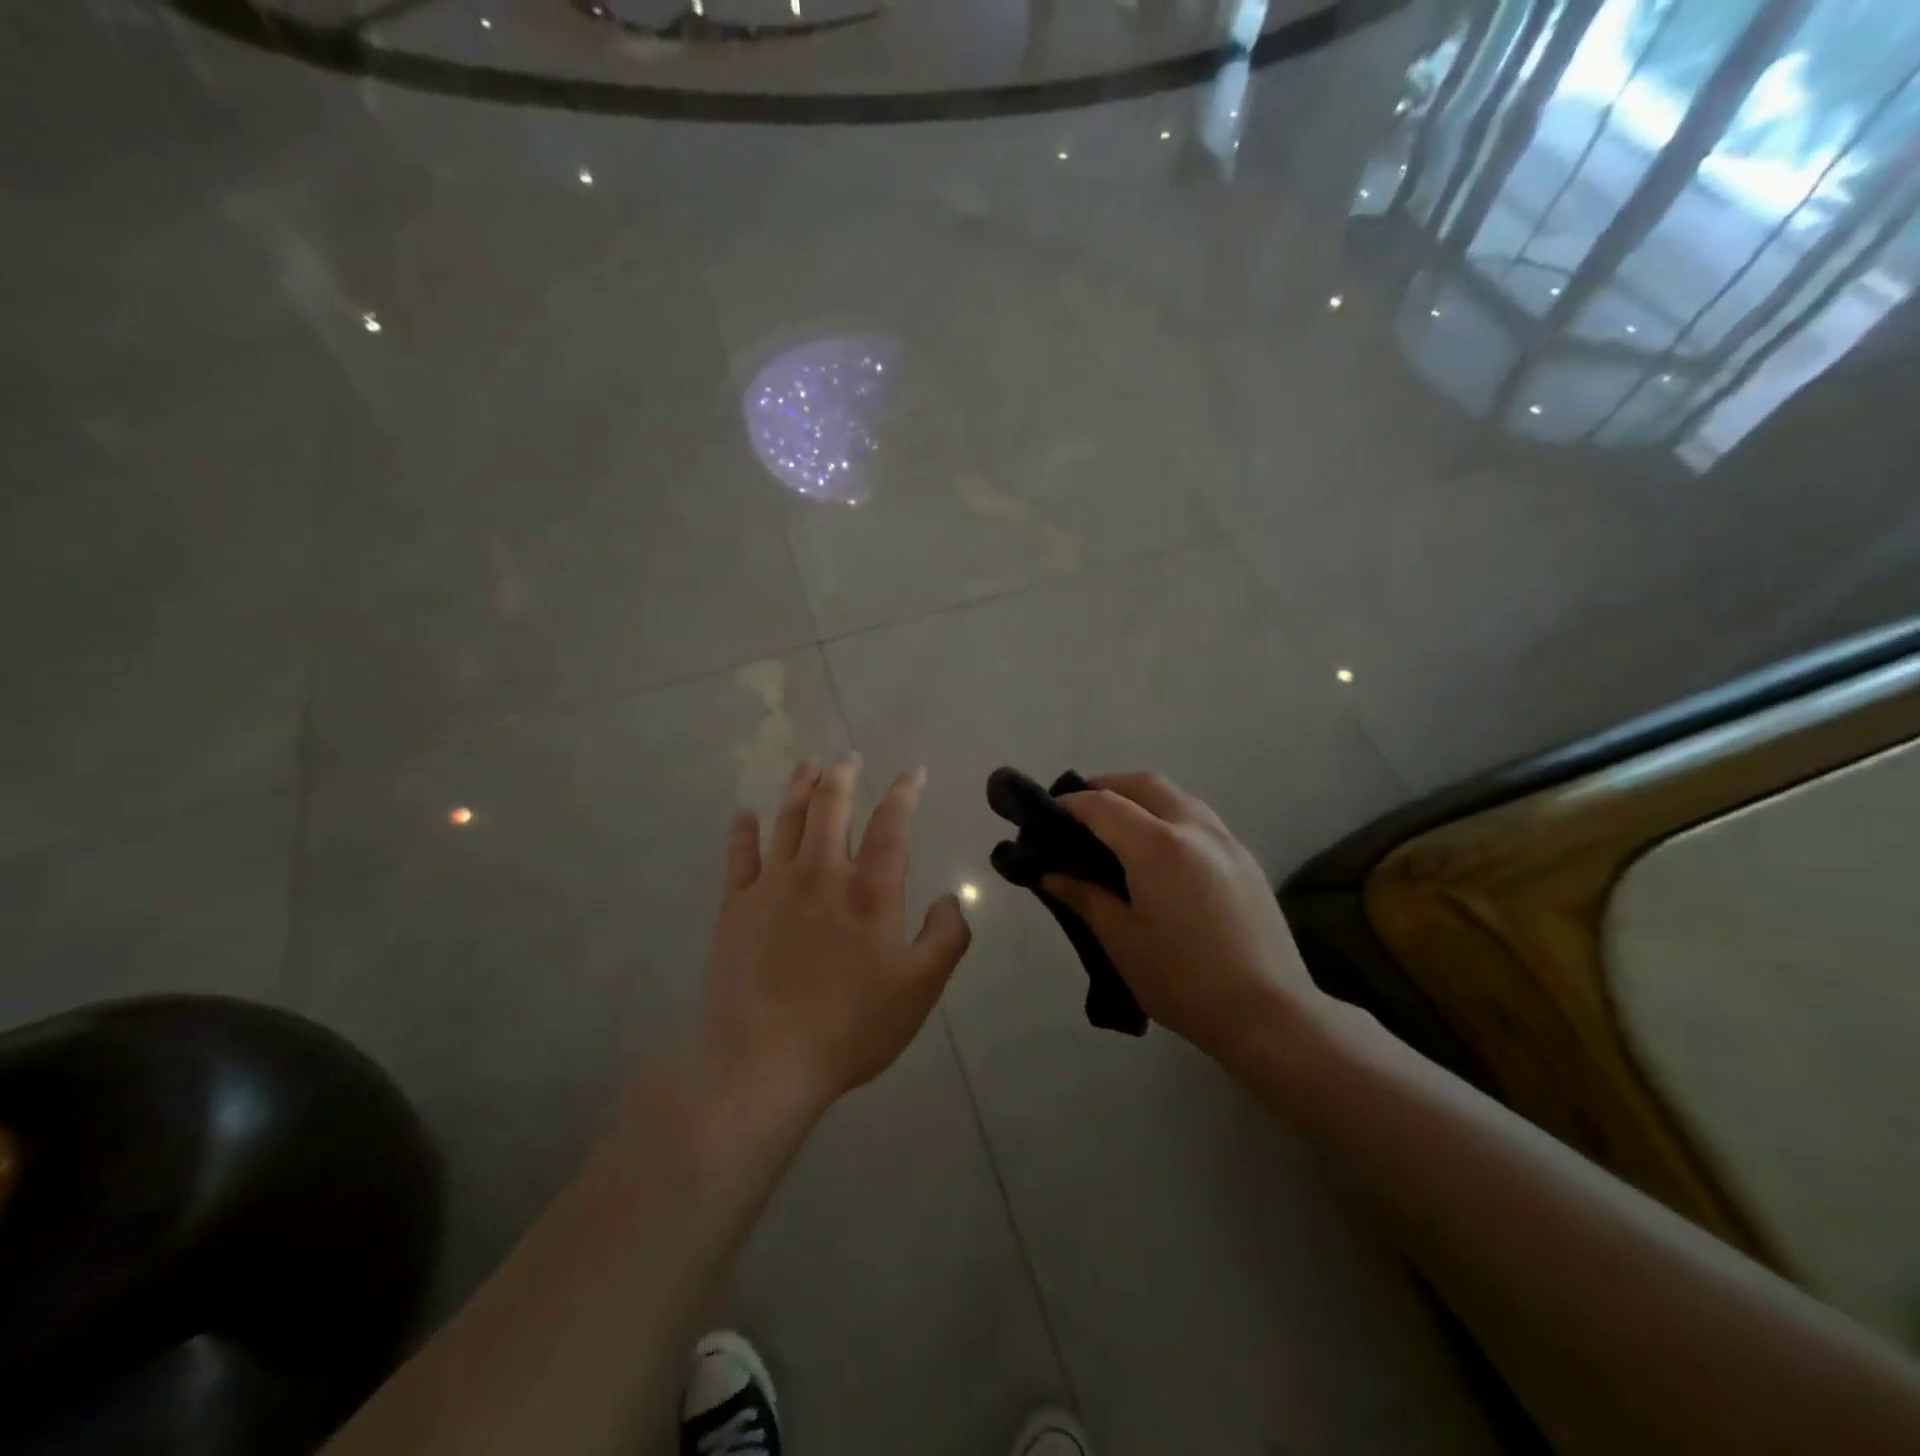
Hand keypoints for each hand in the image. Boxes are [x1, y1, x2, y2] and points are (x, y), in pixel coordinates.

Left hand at [696, 754, 971, 1121]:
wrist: (764, 1062)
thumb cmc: (851, 1026)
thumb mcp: (921, 989)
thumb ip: (946, 937)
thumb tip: (948, 899)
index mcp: (870, 890)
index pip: (892, 824)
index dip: (904, 793)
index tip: (913, 773)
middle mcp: (821, 873)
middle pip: (831, 807)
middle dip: (843, 776)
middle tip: (848, 756)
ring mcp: (772, 886)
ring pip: (788, 820)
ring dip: (799, 787)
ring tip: (807, 765)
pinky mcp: (735, 907)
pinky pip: (739, 856)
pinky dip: (743, 831)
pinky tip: (744, 815)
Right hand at [1041, 773, 1331, 1071]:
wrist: (1270, 1014)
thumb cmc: (1183, 979)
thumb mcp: (1121, 940)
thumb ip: (1085, 897)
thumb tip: (1052, 874)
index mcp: (1157, 845)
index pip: (1104, 805)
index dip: (1072, 804)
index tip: (1048, 814)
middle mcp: (1194, 828)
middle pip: (1145, 784)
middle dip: (1107, 786)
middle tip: (1080, 812)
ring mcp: (1226, 840)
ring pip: (1177, 796)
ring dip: (1142, 797)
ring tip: (1117, 826)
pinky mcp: (1246, 859)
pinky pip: (1199, 818)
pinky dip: (1169, 815)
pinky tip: (1159, 851)